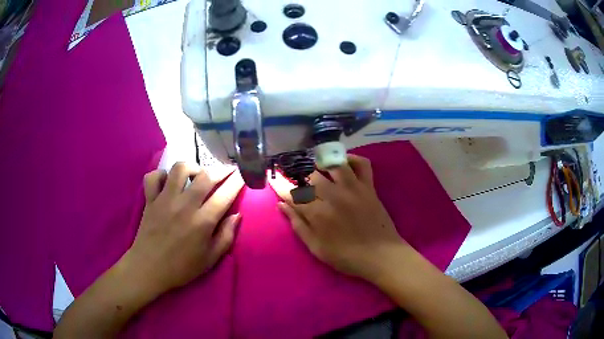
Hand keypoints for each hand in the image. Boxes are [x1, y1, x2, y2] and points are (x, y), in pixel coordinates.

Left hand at [125, 162, 243, 295]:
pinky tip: (168, 183)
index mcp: (202, 222)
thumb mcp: (210, 259)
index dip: (237, 181)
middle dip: (220, 170)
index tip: (243, 174)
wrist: (149, 269)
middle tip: (226, 171)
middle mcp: (184, 205)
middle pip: (205, 176)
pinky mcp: (150, 199)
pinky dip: (162, 175)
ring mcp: (165, 200)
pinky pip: (154, 176)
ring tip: (196, 175)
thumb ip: (226, 236)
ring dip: (192, 167)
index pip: (225, 195)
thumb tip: (237, 215)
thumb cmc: (182, 267)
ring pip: (180, 169)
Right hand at [271, 155, 408, 282]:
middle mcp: (334, 196)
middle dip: (300, 176)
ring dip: (322, 164)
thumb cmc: (346, 257)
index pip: (293, 194)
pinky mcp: (369, 187)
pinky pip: (362, 164)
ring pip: (333, 165)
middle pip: (311, 176)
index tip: (273, 178)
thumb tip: (281, 205)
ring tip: (317, 168)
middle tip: (298, 180)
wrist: (381, 256)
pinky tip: (344, 163)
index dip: (280, 184)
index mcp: (318, 214)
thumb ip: (298, 225)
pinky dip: (352, 159)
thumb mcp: (316, 248)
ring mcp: (353, 188)